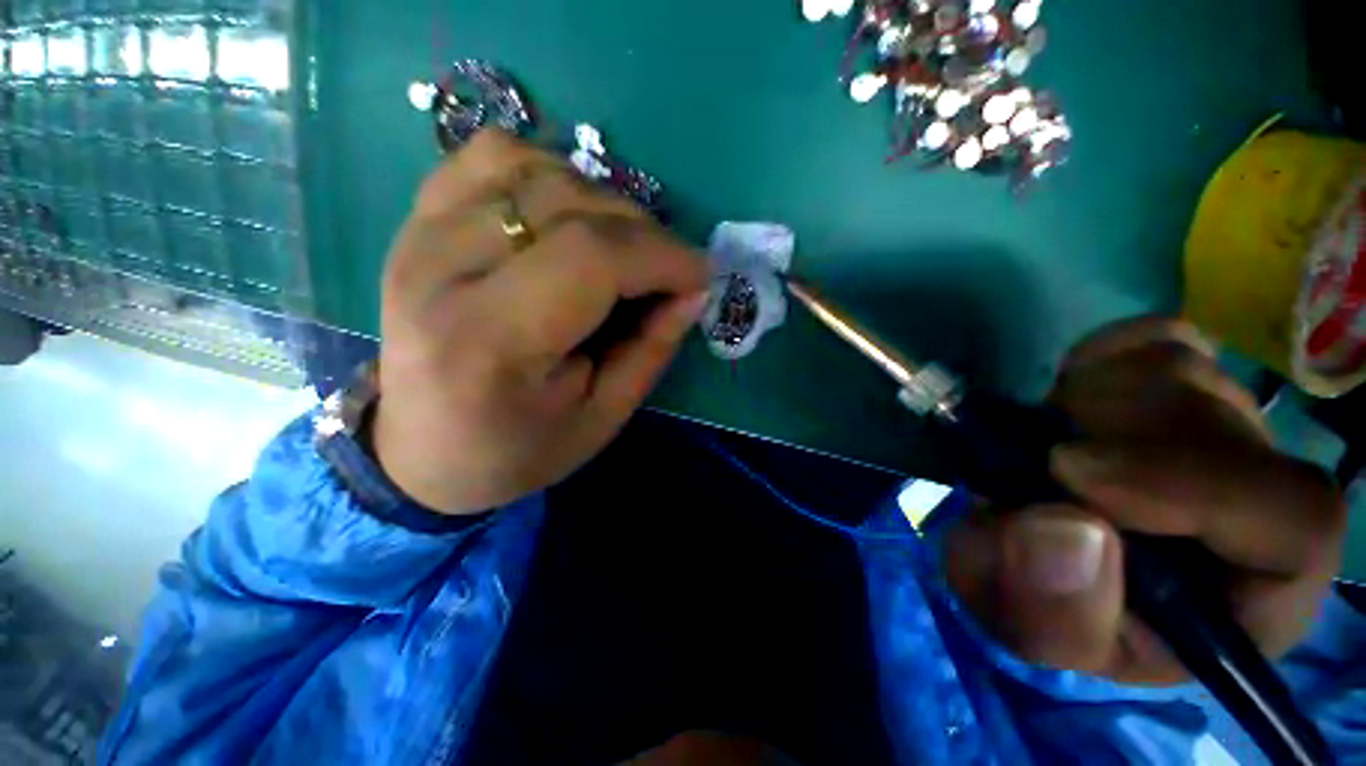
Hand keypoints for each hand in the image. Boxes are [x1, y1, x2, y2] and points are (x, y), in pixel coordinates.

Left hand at [372, 130, 708, 514]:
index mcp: (489, 342)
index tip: (700, 277)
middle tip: (669, 271)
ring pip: (534, 168)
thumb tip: (693, 289)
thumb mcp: (602, 417)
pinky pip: (492, 157)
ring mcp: (419, 234)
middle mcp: (441, 270)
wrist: (423, 450)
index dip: (661, 255)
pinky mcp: (416, 221)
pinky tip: (567, 218)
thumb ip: (651, 348)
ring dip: (602, 201)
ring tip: (621, 248)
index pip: (590, 257)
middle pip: (567, 203)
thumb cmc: (517, 449)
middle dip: (644, 232)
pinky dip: (549, 174)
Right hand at [947, 318, 1344, 685]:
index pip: (1296, 519)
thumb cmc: (1050, 608)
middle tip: (1034, 464)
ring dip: (1085, 403)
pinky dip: (1095, 362)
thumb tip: (1064, 525)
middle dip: (1107, 436)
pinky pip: (1149, 339)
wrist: (1034, 556)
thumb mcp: (1034, 631)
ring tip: (1044, 448)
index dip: (1193, 483)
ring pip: (1180, 368)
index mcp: (1257, 589)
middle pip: (1223, 421)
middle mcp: (1262, 497)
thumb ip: (1050, 612)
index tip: (1069, 471)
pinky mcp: (1178, 383)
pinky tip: (1068, 404)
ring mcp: (1224, 427)